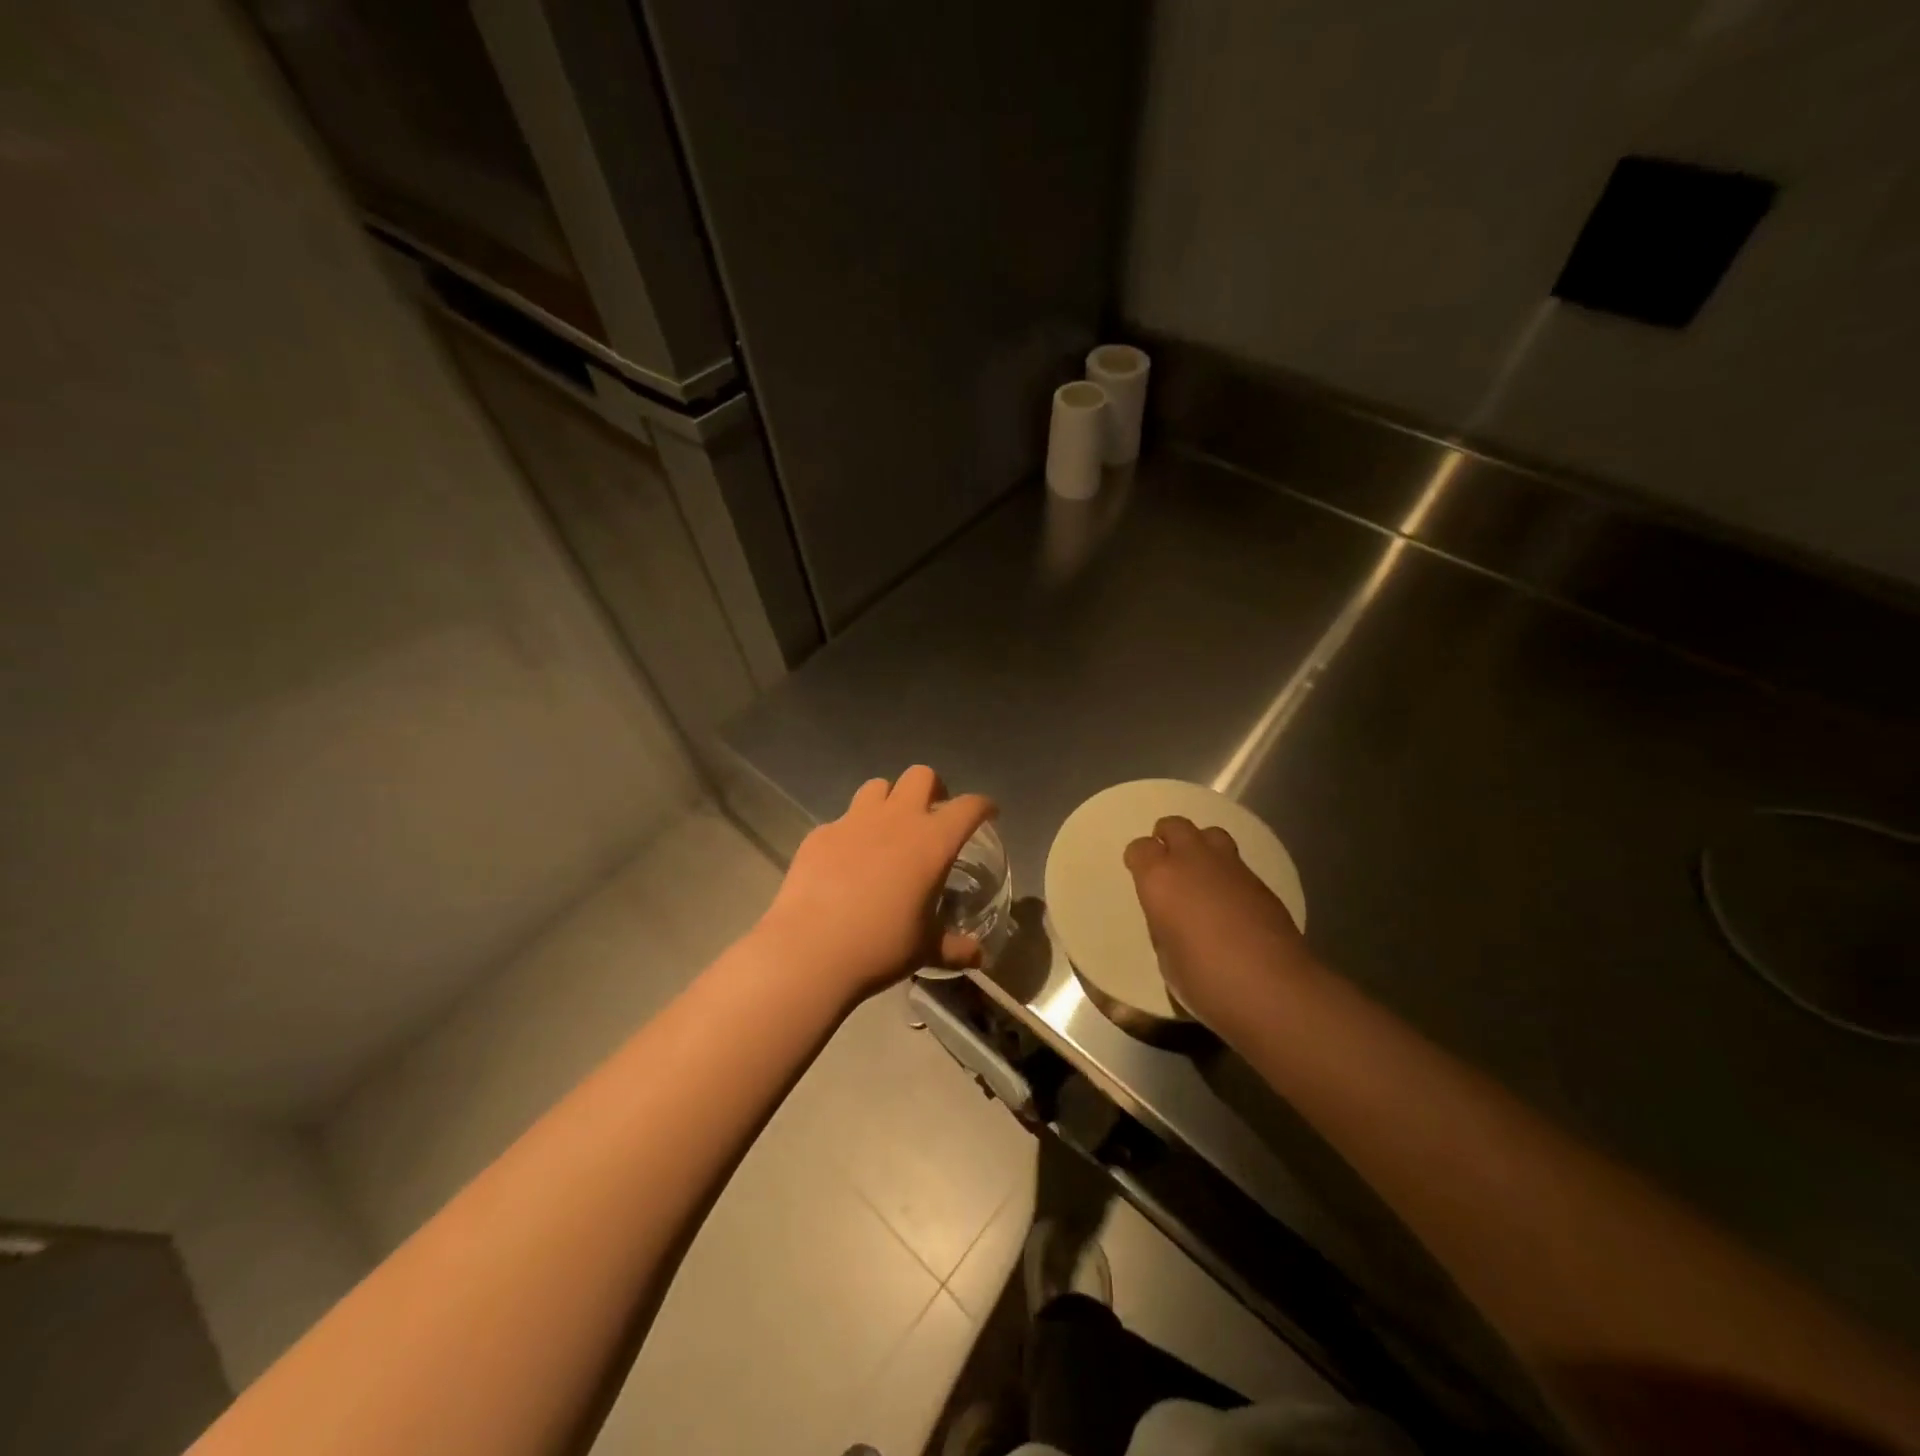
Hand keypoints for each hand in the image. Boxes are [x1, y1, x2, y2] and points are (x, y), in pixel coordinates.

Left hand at [755, 766, 995, 1003]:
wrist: (810, 950)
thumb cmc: (881, 946)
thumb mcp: (926, 950)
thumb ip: (955, 948)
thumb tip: (978, 958)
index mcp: (932, 841)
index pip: (969, 807)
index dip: (983, 806)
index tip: (988, 814)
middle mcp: (896, 819)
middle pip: (920, 776)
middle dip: (933, 789)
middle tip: (933, 815)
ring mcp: (853, 821)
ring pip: (878, 787)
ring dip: (889, 801)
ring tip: (888, 830)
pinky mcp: (820, 833)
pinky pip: (842, 820)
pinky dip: (852, 833)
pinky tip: (846, 861)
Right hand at [1124, 816, 1315, 1035]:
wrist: (1272, 989)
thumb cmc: (1205, 980)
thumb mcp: (1166, 957)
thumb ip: (1164, 924)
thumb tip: (1173, 917)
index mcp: (1160, 879)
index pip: (1140, 848)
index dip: (1138, 860)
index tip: (1140, 876)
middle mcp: (1193, 861)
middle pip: (1175, 825)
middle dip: (1167, 838)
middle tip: (1168, 863)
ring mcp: (1231, 867)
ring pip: (1210, 834)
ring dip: (1200, 846)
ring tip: (1201, 874)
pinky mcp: (1261, 881)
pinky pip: (1236, 861)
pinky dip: (1227, 871)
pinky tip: (1230, 899)